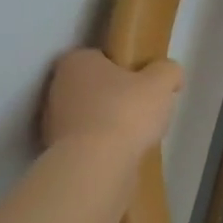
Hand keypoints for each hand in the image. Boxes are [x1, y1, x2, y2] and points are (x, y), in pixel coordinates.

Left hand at [41, 49, 182, 156]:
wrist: (96, 166)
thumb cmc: (126, 112)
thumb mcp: (161, 82)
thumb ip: (168, 71)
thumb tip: (170, 74)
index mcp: (77, 61)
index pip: (103, 56)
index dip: (126, 67)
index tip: (146, 82)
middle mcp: (58, 86)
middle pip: (96, 86)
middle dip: (118, 96)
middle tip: (145, 108)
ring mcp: (53, 121)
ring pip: (91, 115)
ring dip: (110, 122)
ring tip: (137, 136)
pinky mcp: (57, 151)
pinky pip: (87, 141)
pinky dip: (103, 145)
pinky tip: (123, 154)